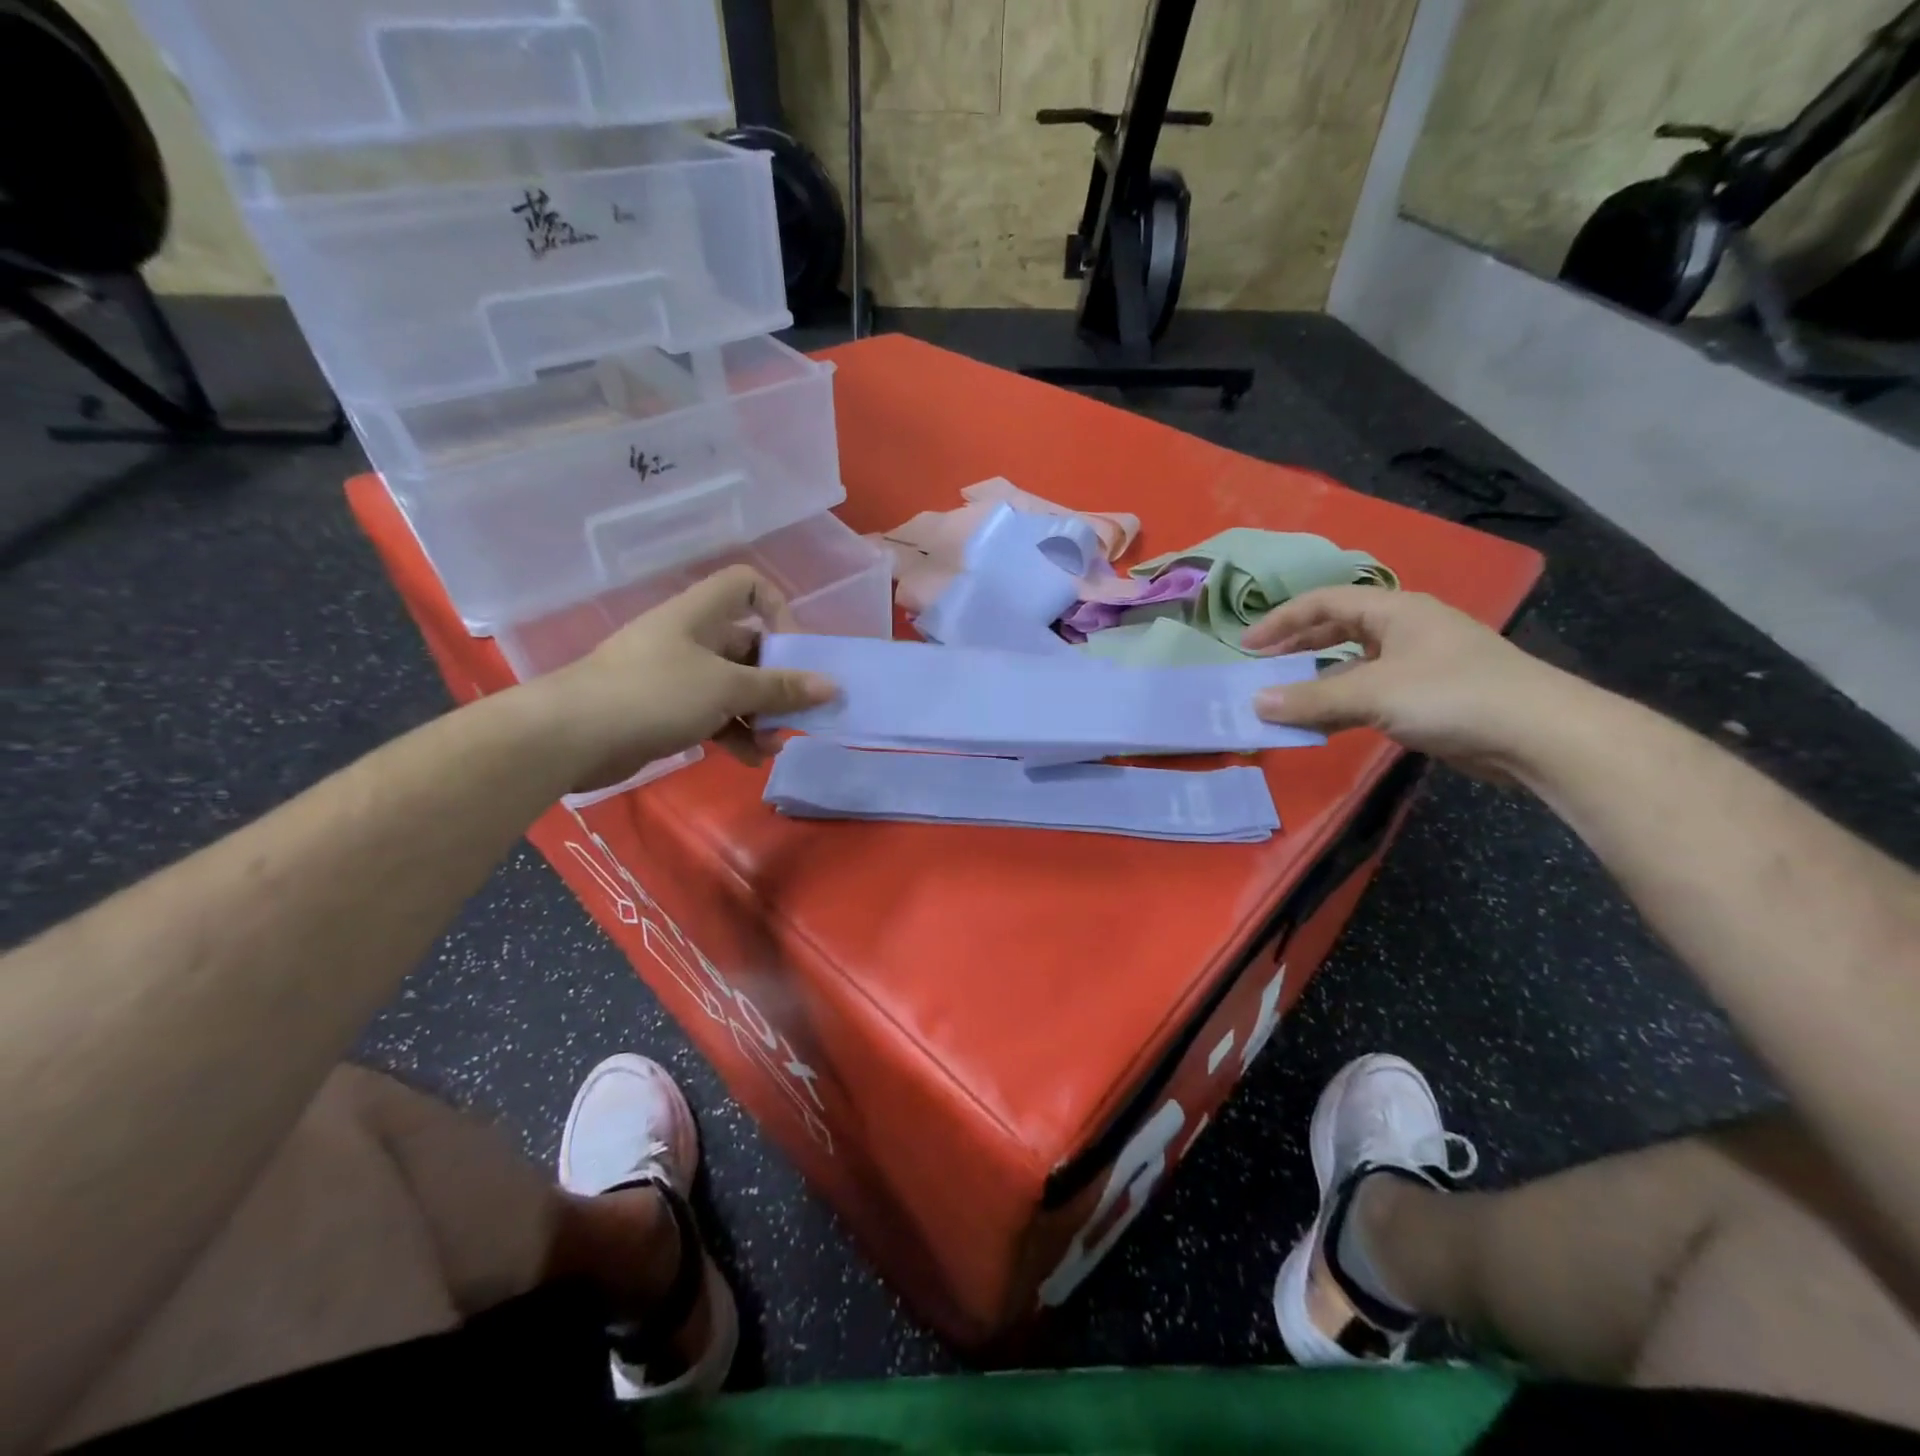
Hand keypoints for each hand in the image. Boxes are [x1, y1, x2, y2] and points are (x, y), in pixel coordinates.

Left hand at [536, 566, 836, 791]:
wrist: (571, 736)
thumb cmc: (654, 694)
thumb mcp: (726, 688)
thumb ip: (780, 688)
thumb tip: (831, 686)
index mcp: (701, 614)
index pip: (747, 585)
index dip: (778, 609)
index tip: (795, 650)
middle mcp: (690, 638)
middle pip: (748, 646)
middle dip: (777, 681)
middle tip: (798, 712)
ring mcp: (676, 675)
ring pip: (734, 686)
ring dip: (759, 715)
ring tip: (773, 746)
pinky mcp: (665, 710)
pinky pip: (713, 714)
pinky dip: (734, 733)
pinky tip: (749, 759)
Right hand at [1242, 587, 1573, 772]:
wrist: (1539, 734)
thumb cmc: (1452, 695)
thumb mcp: (1372, 694)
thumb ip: (1310, 700)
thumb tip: (1255, 704)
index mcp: (1395, 610)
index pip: (1324, 603)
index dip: (1281, 621)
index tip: (1247, 646)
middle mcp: (1405, 630)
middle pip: (1338, 630)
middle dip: (1297, 648)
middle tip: (1262, 669)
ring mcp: (1419, 664)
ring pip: (1353, 666)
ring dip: (1317, 682)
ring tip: (1284, 701)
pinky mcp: (1428, 698)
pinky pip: (1369, 694)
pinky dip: (1341, 706)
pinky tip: (1322, 725)